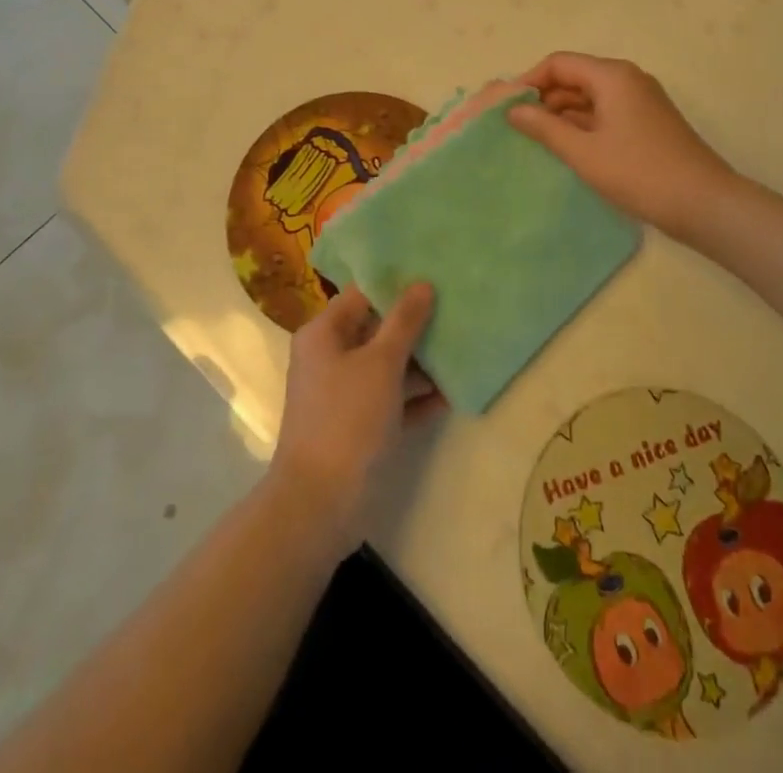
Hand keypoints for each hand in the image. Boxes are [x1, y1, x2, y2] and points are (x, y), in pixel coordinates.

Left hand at [270, 283, 441, 554]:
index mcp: (324, 334)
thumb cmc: (347, 419)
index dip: (397, 285)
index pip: (362, 295)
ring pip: (387, 366)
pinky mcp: (359, 426)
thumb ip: (404, 322)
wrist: (320, 504)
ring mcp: (344, 394)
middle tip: (456, 310)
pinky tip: (452, 393)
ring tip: (462, 348)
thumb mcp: (381, 364)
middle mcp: (330, 357)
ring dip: (421, 362)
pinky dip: (416, 397)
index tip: (434, 277)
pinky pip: (391, 400)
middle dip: (415, 325)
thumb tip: (422, 283)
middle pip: (377, 329)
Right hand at [509, 52, 735, 239]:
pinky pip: (605, 113)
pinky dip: (583, 126)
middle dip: (544, 99)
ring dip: (562, 115)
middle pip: (574, 77)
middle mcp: (627, 79)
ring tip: (537, 142)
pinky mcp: (647, 122)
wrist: (704, 203)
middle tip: (517, 128)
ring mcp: (640, 101)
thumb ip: (544, 127)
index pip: (558, 63)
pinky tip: (567, 149)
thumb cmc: (639, 173)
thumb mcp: (583, 152)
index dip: (529, 81)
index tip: (507, 108)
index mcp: (612, 76)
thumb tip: (512, 110)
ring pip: (589, 97)